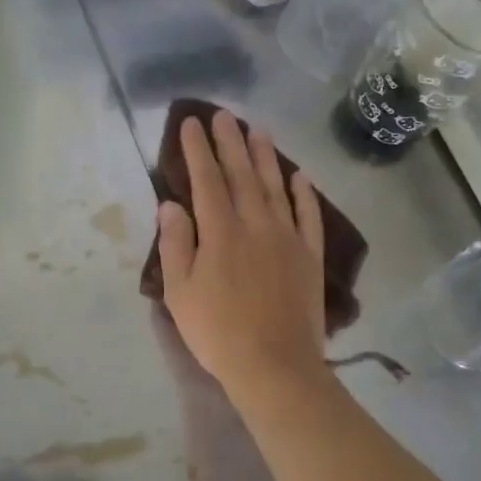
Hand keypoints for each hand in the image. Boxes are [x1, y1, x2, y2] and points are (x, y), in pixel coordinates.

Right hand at [157, 111, 327, 395]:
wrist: (274, 365)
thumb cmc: (217, 331)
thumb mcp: (180, 291)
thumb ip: (176, 244)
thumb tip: (170, 204)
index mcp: (220, 231)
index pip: (206, 180)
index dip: (197, 150)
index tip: (191, 123)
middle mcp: (256, 224)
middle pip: (242, 174)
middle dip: (230, 142)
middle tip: (224, 115)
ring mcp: (287, 238)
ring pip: (276, 187)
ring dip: (266, 157)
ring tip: (258, 130)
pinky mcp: (309, 257)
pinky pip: (309, 216)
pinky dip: (304, 194)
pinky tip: (300, 176)